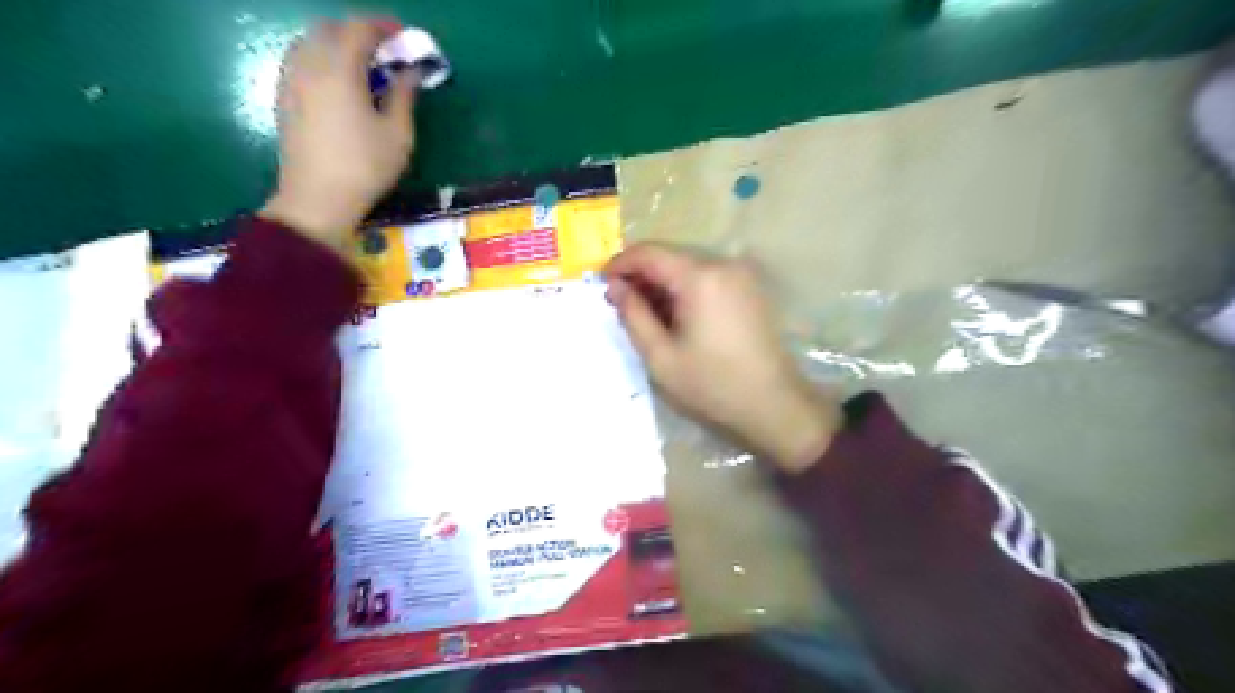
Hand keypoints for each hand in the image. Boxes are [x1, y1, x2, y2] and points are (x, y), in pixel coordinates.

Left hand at [258, 18, 413, 254]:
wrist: (317, 198)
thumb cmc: (366, 167)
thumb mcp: (398, 135)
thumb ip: (404, 97)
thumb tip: (410, 73)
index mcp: (340, 70)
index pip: (359, 30)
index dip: (382, 26)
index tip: (401, 33)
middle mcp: (310, 65)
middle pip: (329, 29)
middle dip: (357, 30)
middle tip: (382, 47)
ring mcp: (291, 80)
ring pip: (309, 42)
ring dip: (335, 42)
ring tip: (360, 62)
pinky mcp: (283, 98)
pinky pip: (299, 60)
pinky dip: (320, 57)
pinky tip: (336, 79)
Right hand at [606, 243, 843, 476]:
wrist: (774, 405)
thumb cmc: (712, 385)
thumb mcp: (661, 356)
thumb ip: (633, 315)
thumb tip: (615, 287)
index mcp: (700, 277)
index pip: (649, 252)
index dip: (619, 264)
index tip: (601, 284)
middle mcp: (723, 264)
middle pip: (669, 255)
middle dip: (640, 275)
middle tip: (619, 304)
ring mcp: (741, 274)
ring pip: (687, 266)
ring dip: (662, 283)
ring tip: (645, 314)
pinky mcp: (750, 288)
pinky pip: (707, 277)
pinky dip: (684, 289)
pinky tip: (675, 316)